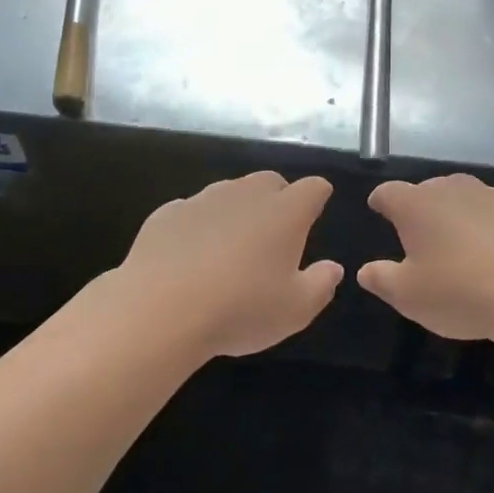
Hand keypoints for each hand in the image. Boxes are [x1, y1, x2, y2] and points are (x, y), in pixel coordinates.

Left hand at [119, 172, 342, 358]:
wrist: (160, 309)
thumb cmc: (241, 309)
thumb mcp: (296, 310)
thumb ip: (321, 285)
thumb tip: (333, 267)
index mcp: (285, 212)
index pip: (313, 188)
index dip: (318, 196)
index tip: (317, 210)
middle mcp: (246, 194)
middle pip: (270, 182)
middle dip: (278, 199)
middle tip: (276, 233)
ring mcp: (203, 199)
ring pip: (229, 193)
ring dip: (237, 211)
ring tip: (231, 248)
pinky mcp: (168, 213)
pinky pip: (192, 212)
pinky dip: (199, 227)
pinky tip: (191, 257)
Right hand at [359, 175, 493, 344]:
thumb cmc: (461, 294)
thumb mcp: (409, 297)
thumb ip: (382, 279)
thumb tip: (366, 270)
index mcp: (418, 205)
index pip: (389, 192)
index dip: (381, 201)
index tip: (379, 209)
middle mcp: (456, 190)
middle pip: (432, 191)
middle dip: (425, 208)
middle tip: (425, 237)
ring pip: (472, 200)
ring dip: (465, 218)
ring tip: (469, 249)